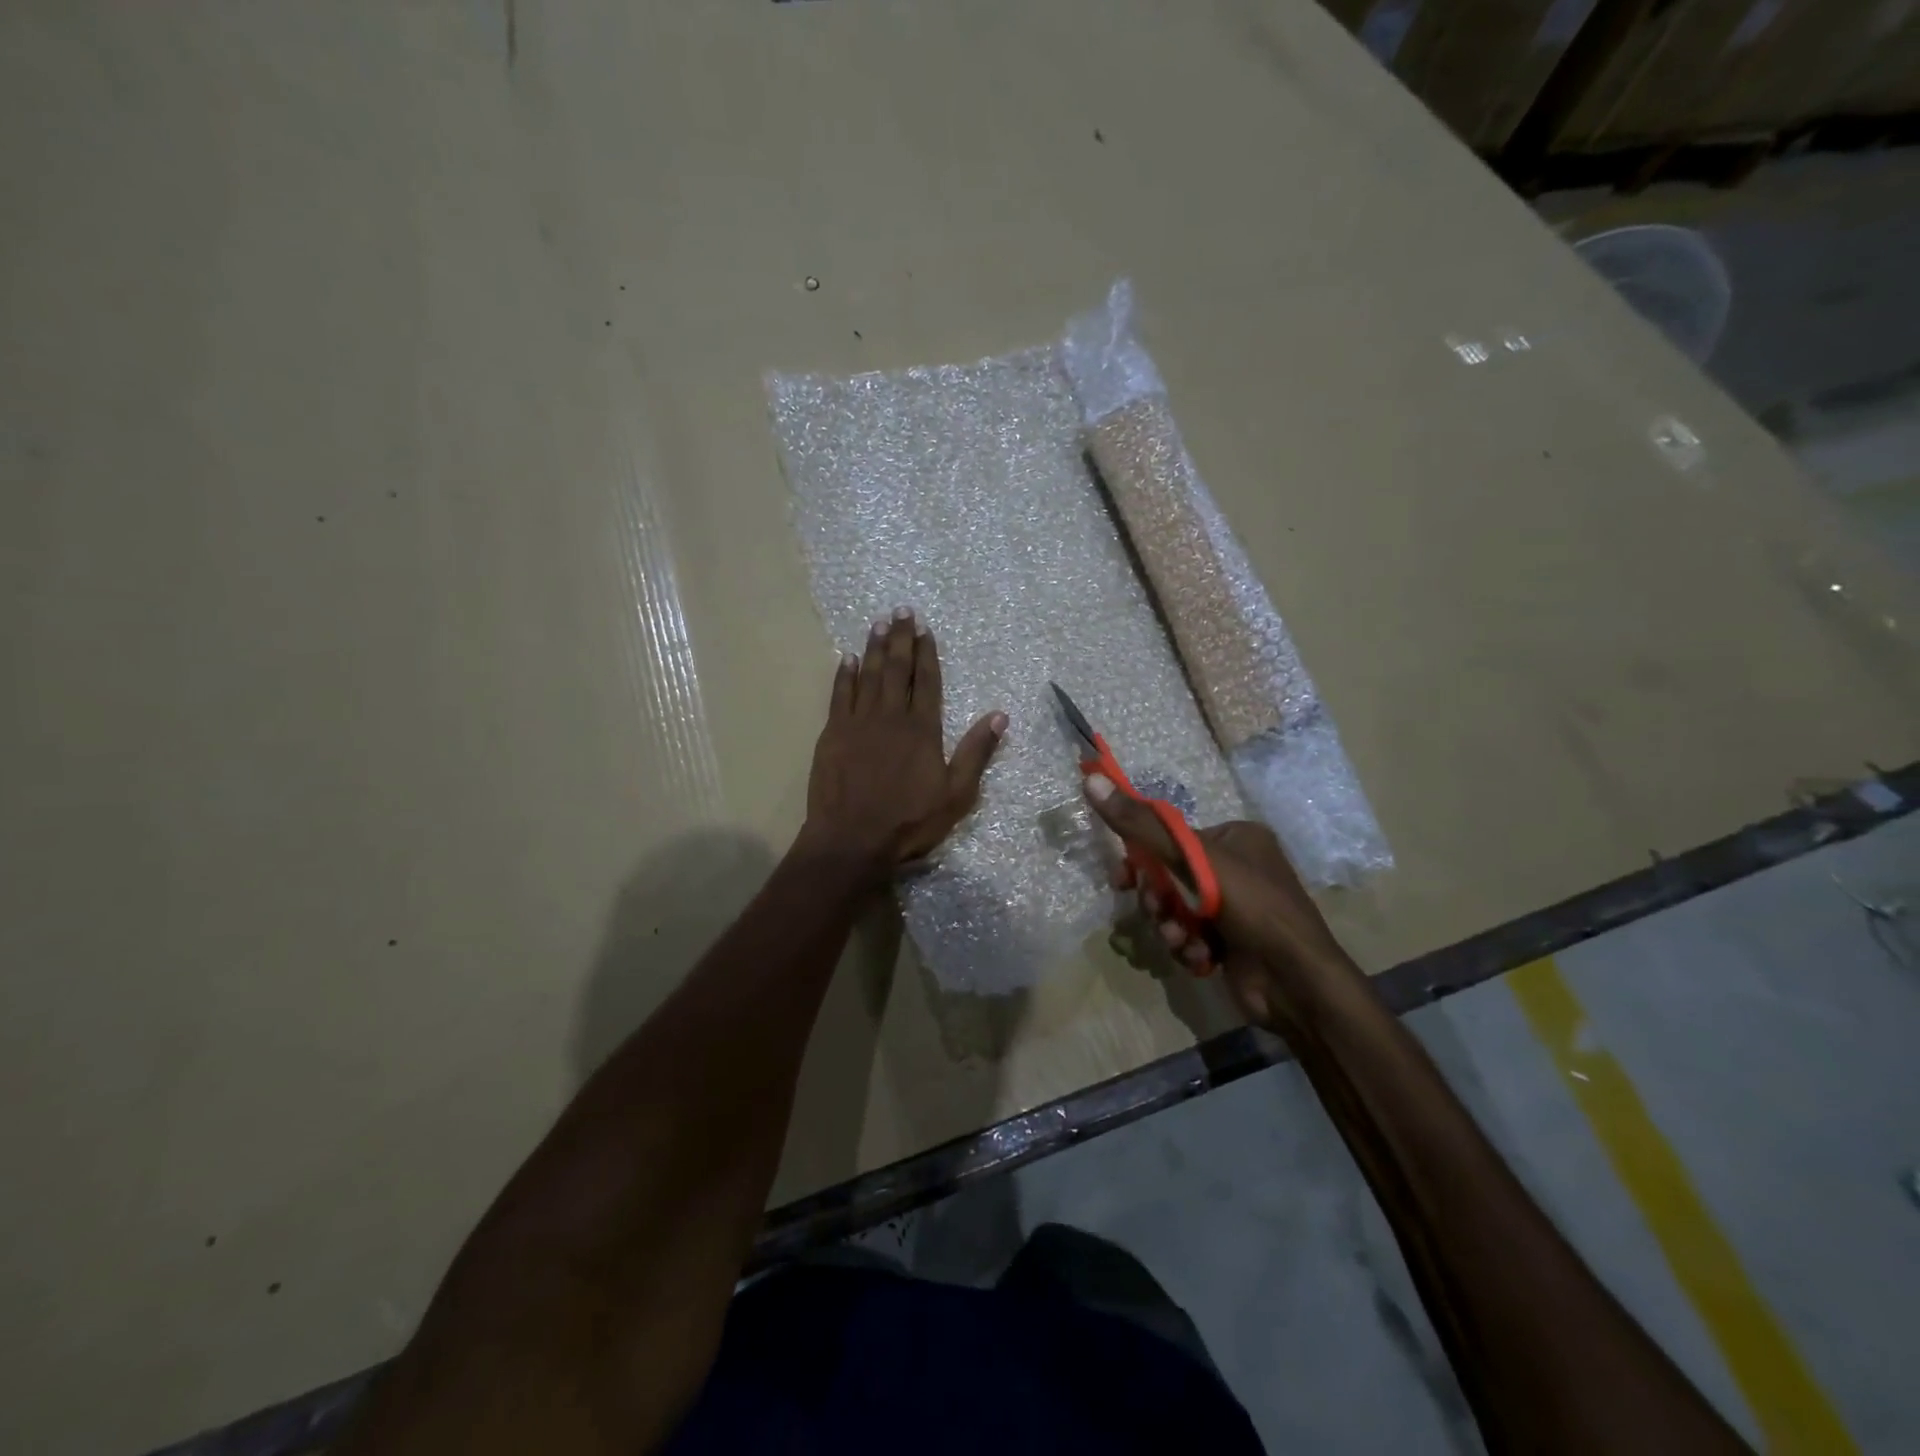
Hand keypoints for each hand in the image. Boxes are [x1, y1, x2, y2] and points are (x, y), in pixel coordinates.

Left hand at [804, 609, 1005, 874]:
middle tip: (900, 611)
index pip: (926, 681)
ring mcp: (858, 723)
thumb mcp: (956, 794)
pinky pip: (839, 696)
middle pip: (896, 669)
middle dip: (900, 639)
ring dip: (874, 648)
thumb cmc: (909, 822)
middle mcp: (890, 717)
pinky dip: (844, 675)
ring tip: (878, 623)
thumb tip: (1000, 715)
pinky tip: (847, 659)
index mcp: (922, 729)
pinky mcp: (832, 734)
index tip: (925, 629)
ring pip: (868, 675)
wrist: (852, 840)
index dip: (926, 653)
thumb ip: (976, 752)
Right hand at [1084, 774, 1352, 1026]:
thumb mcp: (1194, 859)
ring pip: (1177, 910)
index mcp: (1236, 837)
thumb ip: (1141, 824)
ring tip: (1183, 940)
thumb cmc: (1252, 907)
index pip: (1172, 838)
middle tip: (1160, 912)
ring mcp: (1235, 908)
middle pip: (1171, 876)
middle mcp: (1237, 868)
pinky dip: (1189, 947)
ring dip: (1172, 927)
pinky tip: (1201, 958)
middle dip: (1160, 900)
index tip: (1121, 879)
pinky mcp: (1231, 942)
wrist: (1297, 983)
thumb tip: (1091, 779)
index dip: (1142, 858)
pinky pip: (1190, 935)